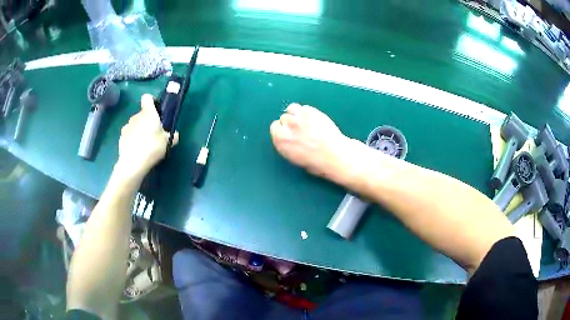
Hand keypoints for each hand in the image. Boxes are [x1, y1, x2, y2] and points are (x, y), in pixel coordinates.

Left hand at [116, 94, 178, 181]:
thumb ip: (171, 136)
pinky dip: (132, 138)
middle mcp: (136, 116)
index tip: (156, 111)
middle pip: (142, 113)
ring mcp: (127, 126)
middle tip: (153, 133)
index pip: (147, 98)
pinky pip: (128, 134)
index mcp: (148, 113)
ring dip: (139, 129)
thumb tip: (174, 135)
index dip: (151, 102)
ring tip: (144, 143)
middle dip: (146, 120)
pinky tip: (136, 149)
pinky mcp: (121, 137)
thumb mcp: (167, 143)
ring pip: (135, 124)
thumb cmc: (152, 148)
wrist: (133, 163)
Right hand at [270, 103, 354, 178]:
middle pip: (283, 118)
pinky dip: (307, 111)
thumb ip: (288, 145)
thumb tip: (290, 138)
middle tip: (301, 129)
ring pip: (292, 109)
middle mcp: (286, 127)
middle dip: (291, 123)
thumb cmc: (317, 162)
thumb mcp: (295, 158)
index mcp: (280, 141)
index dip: (283, 129)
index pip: (274, 128)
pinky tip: (315, 119)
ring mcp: (298, 117)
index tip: (290, 133)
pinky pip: (304, 107)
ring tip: (307, 121)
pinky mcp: (310, 111)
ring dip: (297, 114)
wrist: (334, 155)